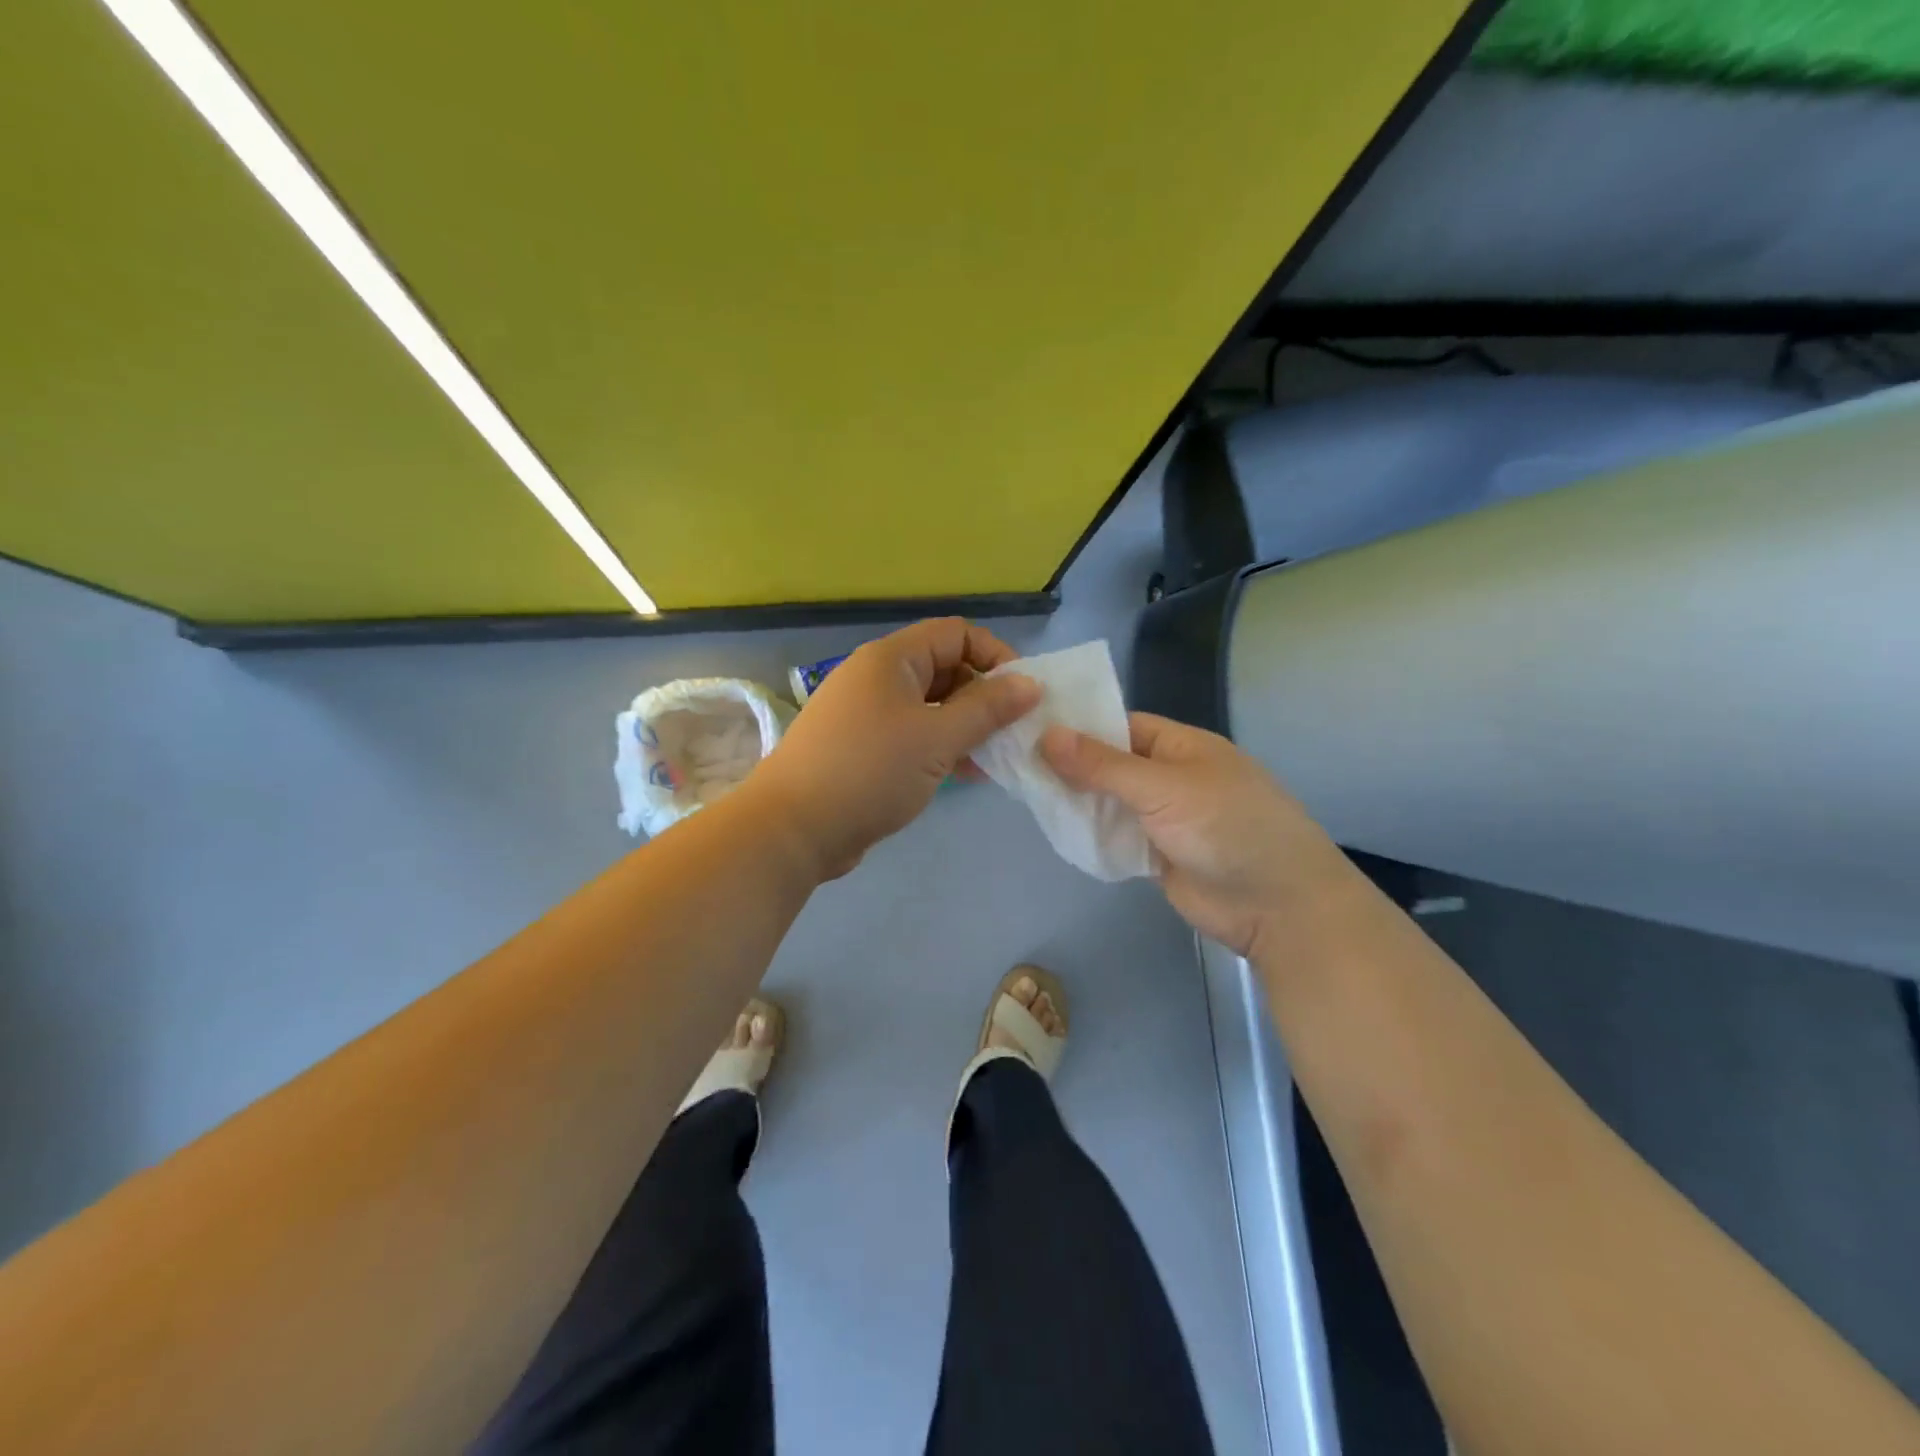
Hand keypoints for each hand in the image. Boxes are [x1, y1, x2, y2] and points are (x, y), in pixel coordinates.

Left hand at [755, 618, 1039, 879]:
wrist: (794, 828)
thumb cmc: (870, 771)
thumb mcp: (937, 738)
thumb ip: (988, 709)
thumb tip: (1030, 683)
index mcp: (892, 660)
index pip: (956, 634)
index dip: (994, 656)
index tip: (1023, 694)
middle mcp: (877, 678)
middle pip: (944, 669)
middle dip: (983, 697)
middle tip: (1012, 732)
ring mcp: (867, 714)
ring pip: (931, 707)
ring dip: (965, 727)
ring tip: (995, 759)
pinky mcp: (862, 748)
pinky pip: (912, 735)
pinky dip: (940, 748)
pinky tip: (966, 775)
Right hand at [1041, 713, 1355, 958]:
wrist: (1277, 907)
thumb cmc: (1227, 829)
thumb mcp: (1163, 788)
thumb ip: (1103, 766)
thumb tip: (1047, 735)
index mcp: (1180, 746)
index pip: (1119, 725)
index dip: (1077, 726)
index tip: (1028, 728)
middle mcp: (1169, 777)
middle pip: (1110, 764)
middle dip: (1069, 765)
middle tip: (1013, 762)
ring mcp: (1163, 818)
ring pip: (1109, 802)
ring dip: (1076, 802)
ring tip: (1023, 793)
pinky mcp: (1156, 855)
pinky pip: (1115, 837)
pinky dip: (1090, 835)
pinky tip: (1054, 829)